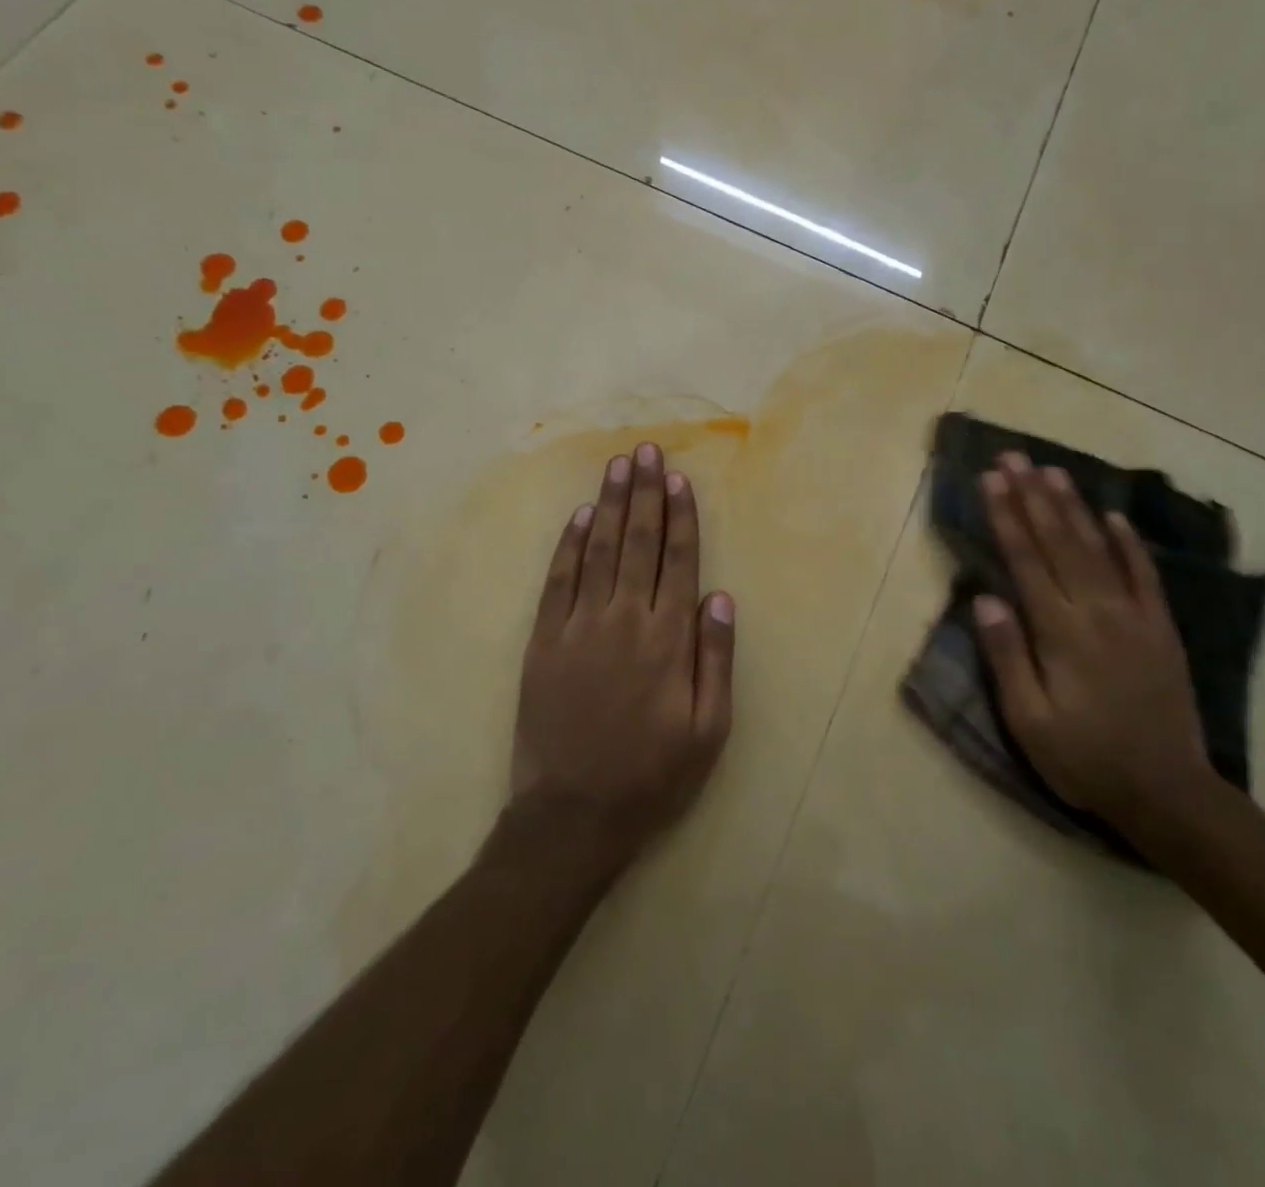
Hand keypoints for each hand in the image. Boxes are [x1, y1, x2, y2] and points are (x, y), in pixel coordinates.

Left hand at [508, 442, 734, 878]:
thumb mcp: (708, 730)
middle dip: (644, 493)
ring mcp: (579, 627)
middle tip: (645, 450)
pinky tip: (581, 516)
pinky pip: (559, 580)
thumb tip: (720, 596)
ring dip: (611, 504)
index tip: (678, 478)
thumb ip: (716, 659)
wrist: (572, 814)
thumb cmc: (652, 775)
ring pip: (599, 550)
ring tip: (618, 465)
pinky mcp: (544, 641)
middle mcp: (624, 620)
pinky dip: (571, 544)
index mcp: (668, 640)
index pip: (678, 560)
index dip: (680, 516)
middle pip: (639, 542)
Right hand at [972, 452, 1210, 831]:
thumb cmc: (1085, 759)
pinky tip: (1114, 517)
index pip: (1027, 561)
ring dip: (1074, 507)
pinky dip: (1129, 543)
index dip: (1007, 517)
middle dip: (1033, 496)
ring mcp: (1135, 616)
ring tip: (1053, 471)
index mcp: (1061, 633)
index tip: (991, 480)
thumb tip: (987, 599)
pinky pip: (1144, 575)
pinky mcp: (1161, 629)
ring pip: (1099, 548)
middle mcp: (1098, 612)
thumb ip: (1007, 657)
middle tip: (1014, 457)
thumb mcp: (1029, 721)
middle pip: (1060, 542)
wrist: (1168, 792)